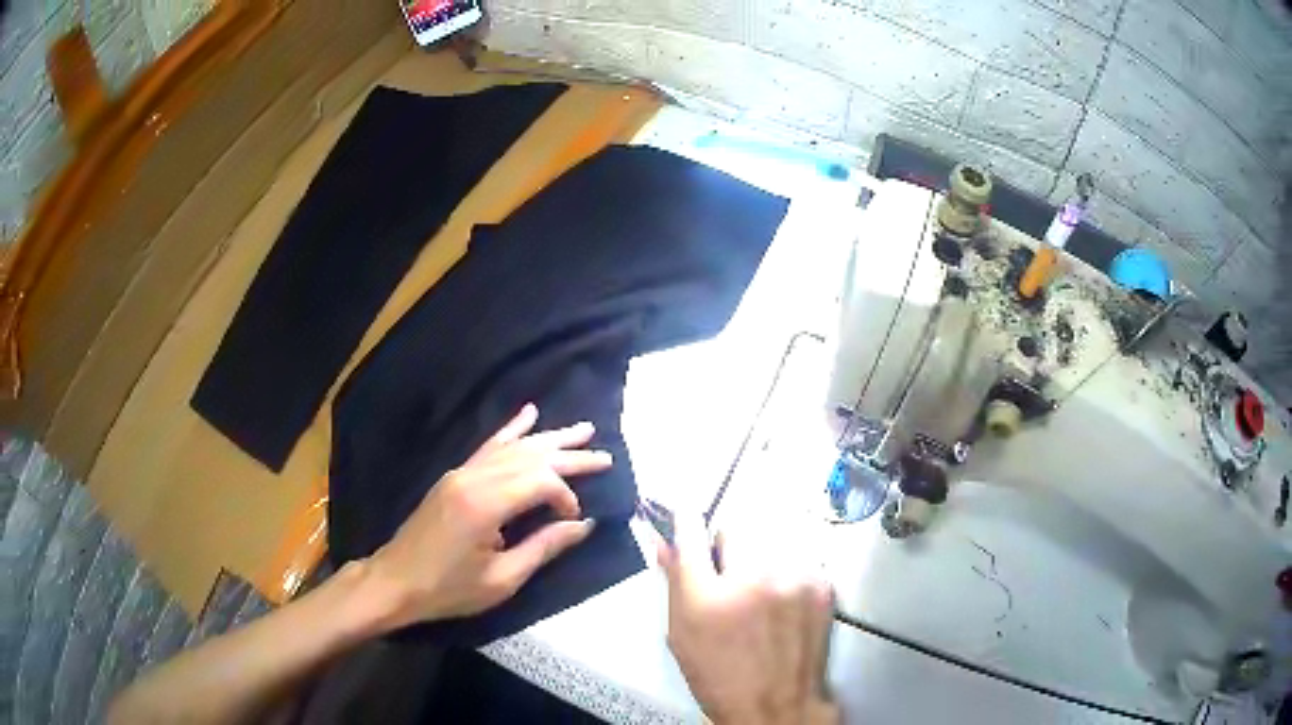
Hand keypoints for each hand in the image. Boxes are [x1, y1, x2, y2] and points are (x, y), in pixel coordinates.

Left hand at [365, 403, 610, 628]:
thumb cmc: (449, 589)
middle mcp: (474, 478)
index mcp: (486, 505)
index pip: (540, 482)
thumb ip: (544, 547)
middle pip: (531, 457)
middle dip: (570, 457)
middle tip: (605, 456)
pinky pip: (488, 446)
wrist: (396, 581)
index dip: (566, 497)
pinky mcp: (455, 476)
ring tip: (582, 430)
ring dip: (549, 439)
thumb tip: (583, 525)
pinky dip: (511, 430)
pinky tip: (529, 414)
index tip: (574, 521)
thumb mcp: (502, 580)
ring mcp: (462, 472)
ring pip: (513, 447)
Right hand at [659, 516, 838, 724]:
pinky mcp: (821, 584)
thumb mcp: (682, 635)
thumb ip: (674, 583)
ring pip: (770, 540)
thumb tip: (664, 543)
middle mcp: (752, 579)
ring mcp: (793, 579)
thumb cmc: (718, 676)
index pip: (691, 533)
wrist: (777, 705)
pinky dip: (787, 572)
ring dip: (760, 558)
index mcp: (708, 597)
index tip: (685, 514)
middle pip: (735, 526)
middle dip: (727, 544)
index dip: (685, 519)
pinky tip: (783, 601)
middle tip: (728, 573)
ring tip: (760, 591)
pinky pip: (796, 558)